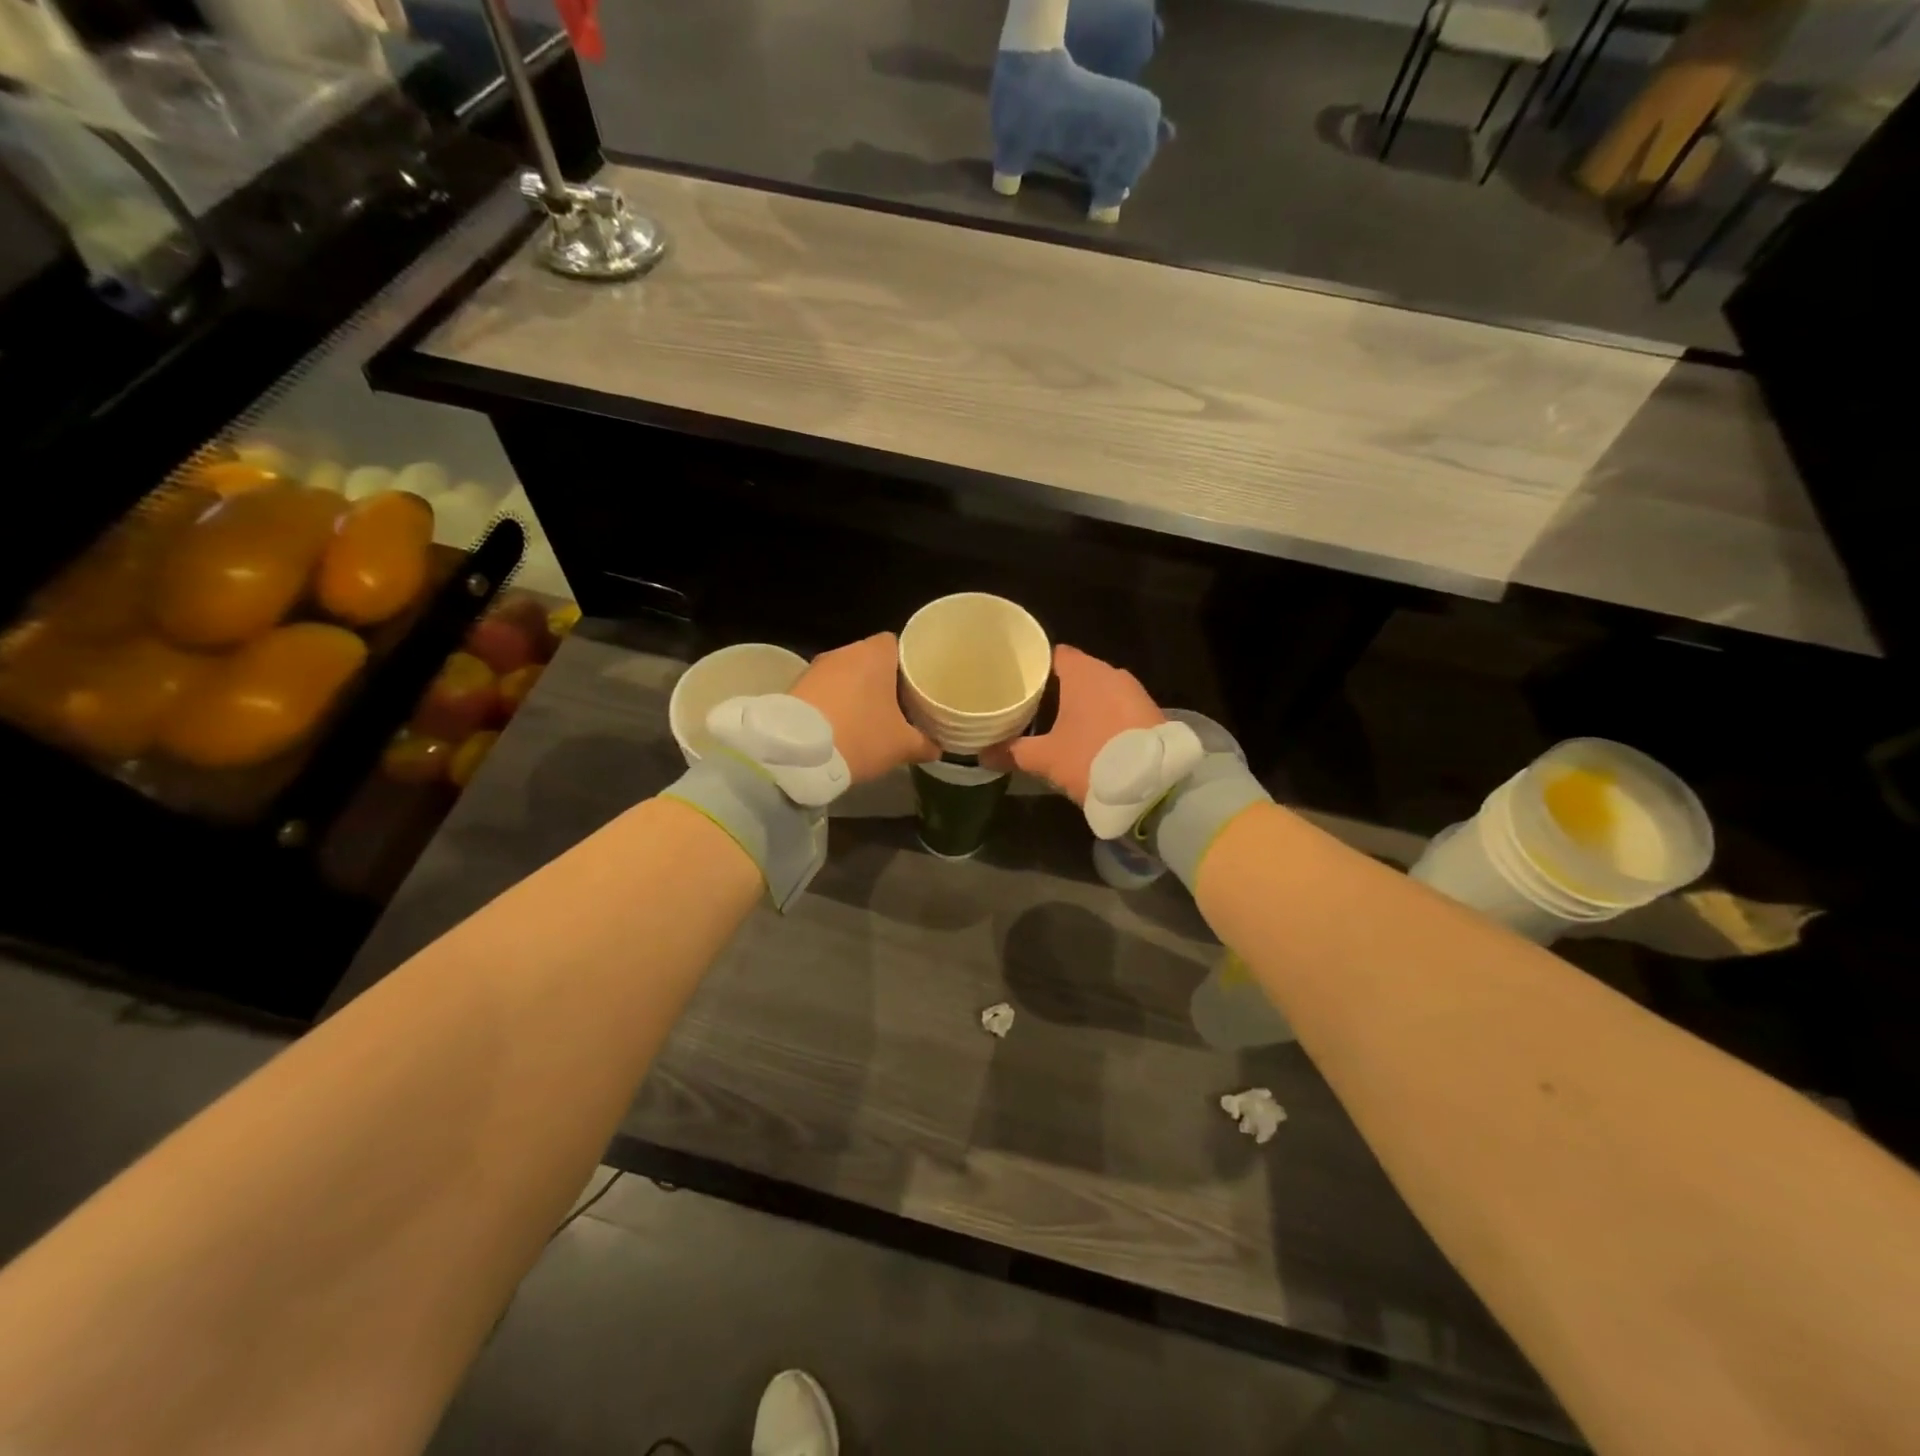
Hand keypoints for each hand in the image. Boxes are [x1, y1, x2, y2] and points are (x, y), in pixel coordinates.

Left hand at [791, 633, 937, 784]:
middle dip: (884, 680)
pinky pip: (825, 690)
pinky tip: (842, 725)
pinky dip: (835, 703)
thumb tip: (938, 748)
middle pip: (871, 660)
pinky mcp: (796, 687)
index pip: (897, 643)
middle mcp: (844, 652)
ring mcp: (816, 668)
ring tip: (870, 717)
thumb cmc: (860, 736)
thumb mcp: (902, 746)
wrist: (798, 754)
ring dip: (856, 692)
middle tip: (900, 704)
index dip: (909, 662)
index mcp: (874, 654)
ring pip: (846, 675)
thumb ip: (925, 743)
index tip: (917, 683)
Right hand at [982, 644, 1161, 804]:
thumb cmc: (1092, 758)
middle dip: (1057, 688)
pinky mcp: (1151, 713)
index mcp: (1084, 673)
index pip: (1055, 654)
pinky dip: (1104, 716)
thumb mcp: (1046, 759)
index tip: (1019, 680)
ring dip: (1083, 704)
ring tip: (1058, 723)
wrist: (1155, 785)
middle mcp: (1111, 673)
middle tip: (1032, 706)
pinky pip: (1118, 707)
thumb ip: (1013, 752)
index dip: (1036, 665)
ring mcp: (1135, 692)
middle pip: (1078, 672)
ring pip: (1100, 691)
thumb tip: (982, 754)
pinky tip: (1091, 736)